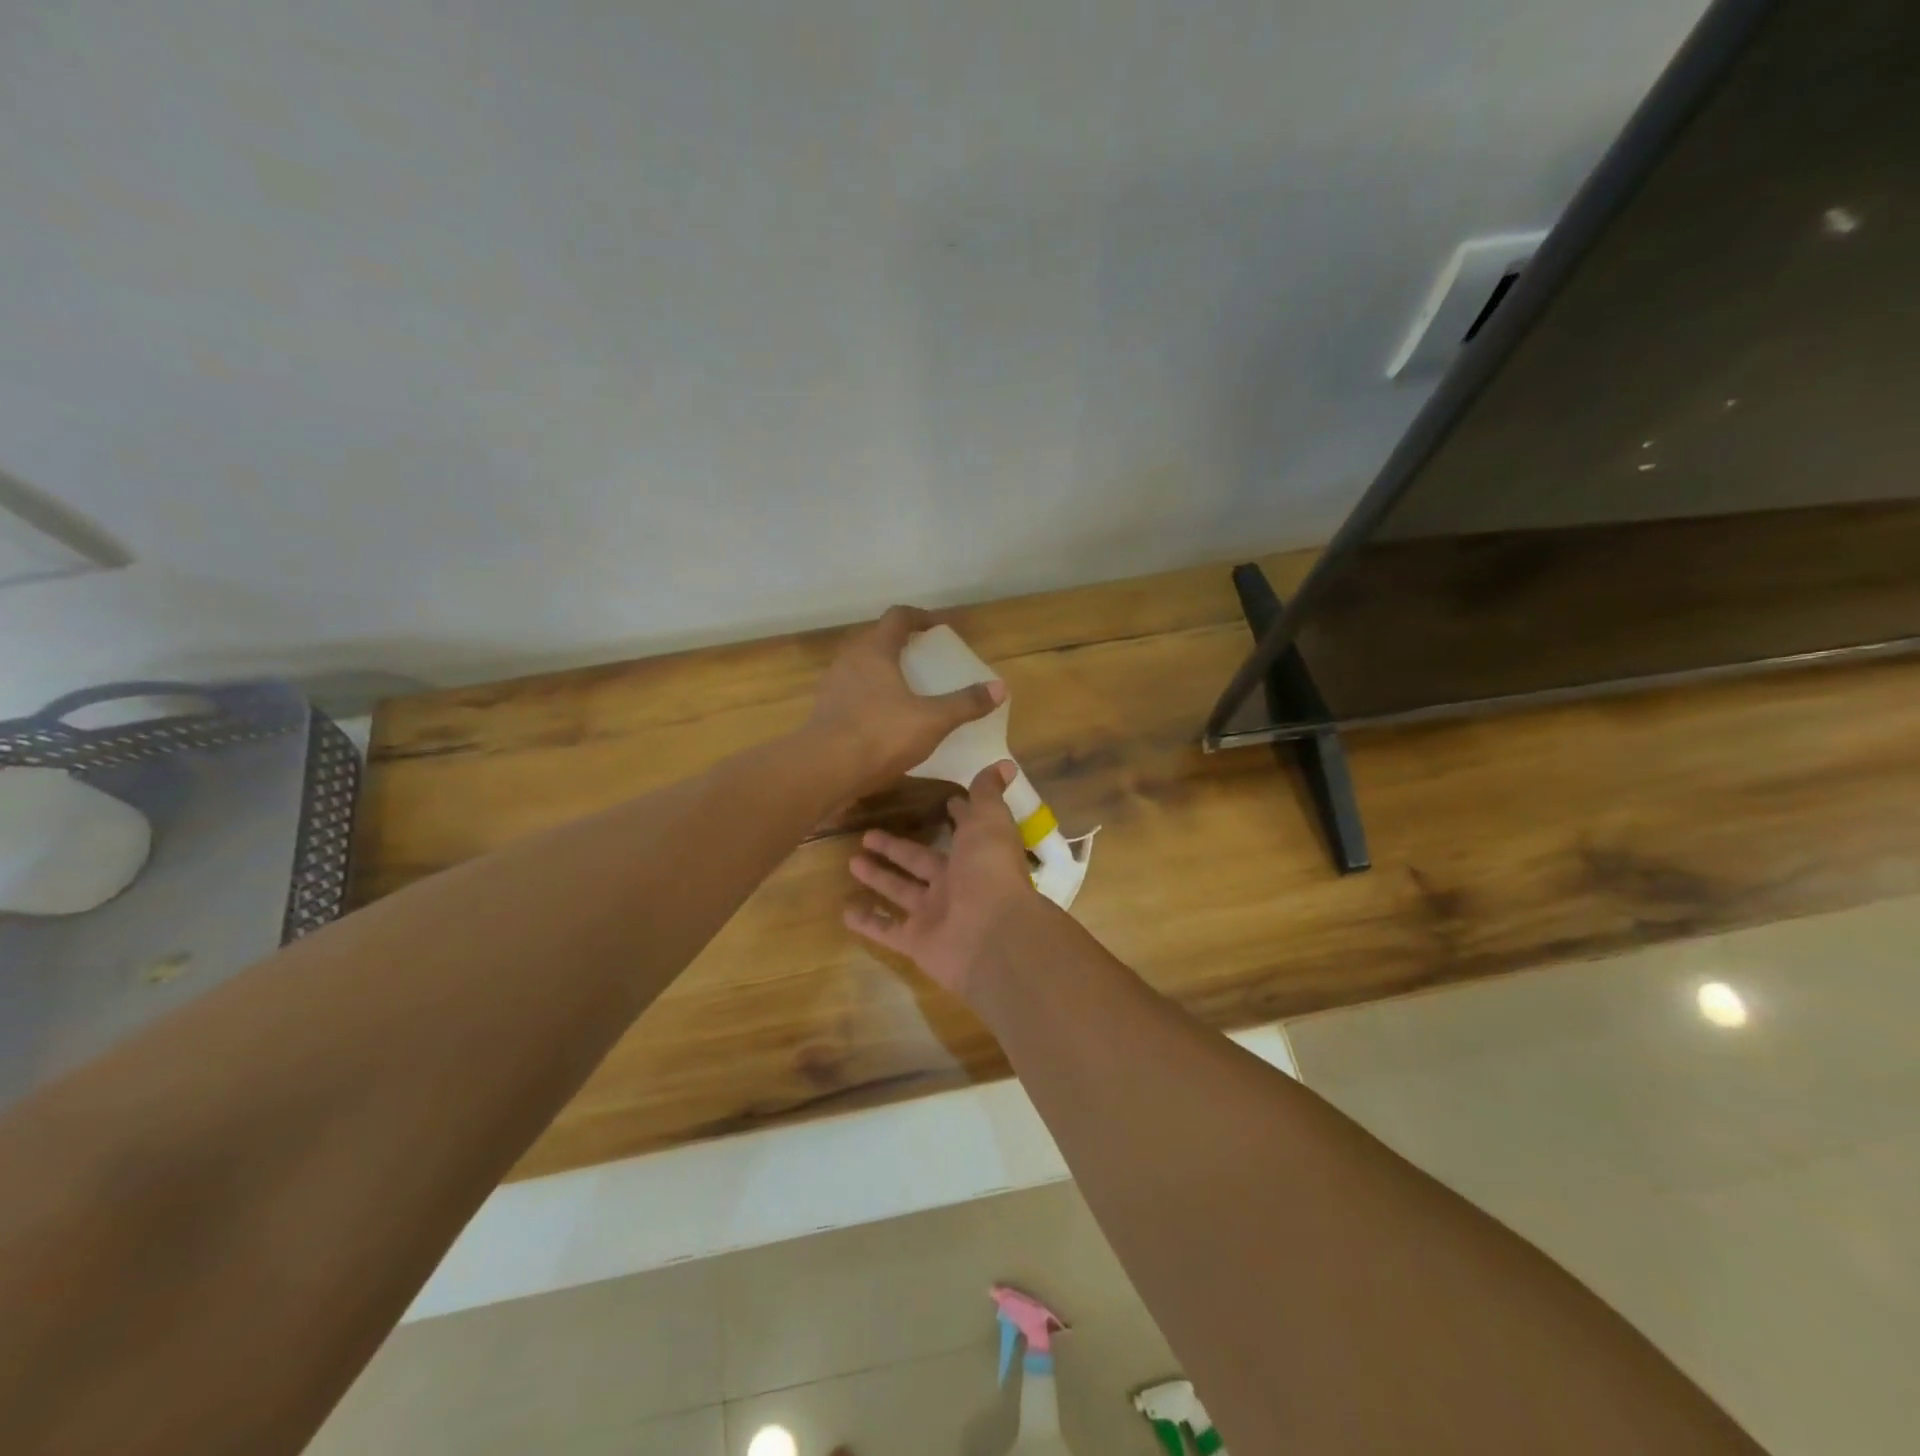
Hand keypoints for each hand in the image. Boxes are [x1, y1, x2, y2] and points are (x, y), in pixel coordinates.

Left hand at [808, 606, 1004, 797]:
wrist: (824, 770)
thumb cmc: (880, 734)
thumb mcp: (932, 720)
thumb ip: (965, 703)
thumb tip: (999, 688)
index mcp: (875, 650)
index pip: (898, 617)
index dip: (920, 617)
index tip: (937, 626)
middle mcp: (849, 660)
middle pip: (875, 639)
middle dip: (900, 644)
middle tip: (923, 658)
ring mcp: (832, 686)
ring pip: (861, 667)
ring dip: (882, 671)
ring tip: (906, 689)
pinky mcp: (824, 712)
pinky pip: (851, 693)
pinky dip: (870, 696)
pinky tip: (885, 719)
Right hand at [845, 762, 1039, 999]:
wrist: (992, 935)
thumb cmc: (990, 871)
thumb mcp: (990, 821)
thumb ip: (988, 795)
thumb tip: (1003, 765)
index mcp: (975, 855)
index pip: (962, 832)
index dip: (954, 818)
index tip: (940, 803)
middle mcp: (956, 885)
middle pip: (920, 862)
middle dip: (896, 848)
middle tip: (866, 834)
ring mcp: (935, 916)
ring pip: (901, 892)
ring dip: (878, 878)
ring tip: (850, 861)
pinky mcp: (917, 943)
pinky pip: (887, 931)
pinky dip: (868, 922)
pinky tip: (845, 910)